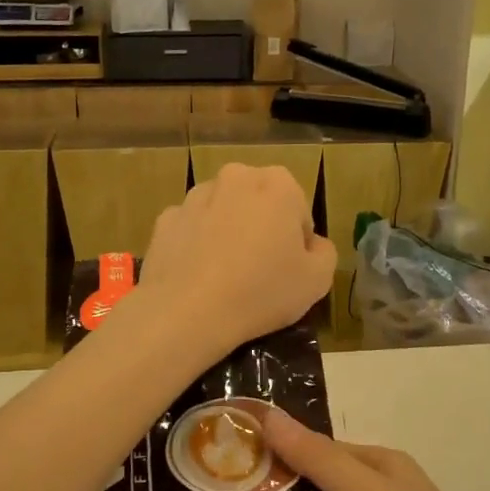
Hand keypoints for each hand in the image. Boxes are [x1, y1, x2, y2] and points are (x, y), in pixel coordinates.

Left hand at [137, 163, 336, 355]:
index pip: (297, 209)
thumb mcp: (318, 280)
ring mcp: (195, 196)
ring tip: (227, 276)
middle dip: (262, 227)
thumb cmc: (262, 291)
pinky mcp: (165, 219)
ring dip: (228, 232)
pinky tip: (199, 276)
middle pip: (258, 202)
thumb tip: (312, 244)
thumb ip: (325, 252)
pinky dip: (196, 244)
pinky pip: (191, 229)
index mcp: (278, 184)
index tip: (289, 269)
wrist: (188, 312)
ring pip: (222, 212)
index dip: (297, 241)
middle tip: (260, 270)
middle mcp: (235, 177)